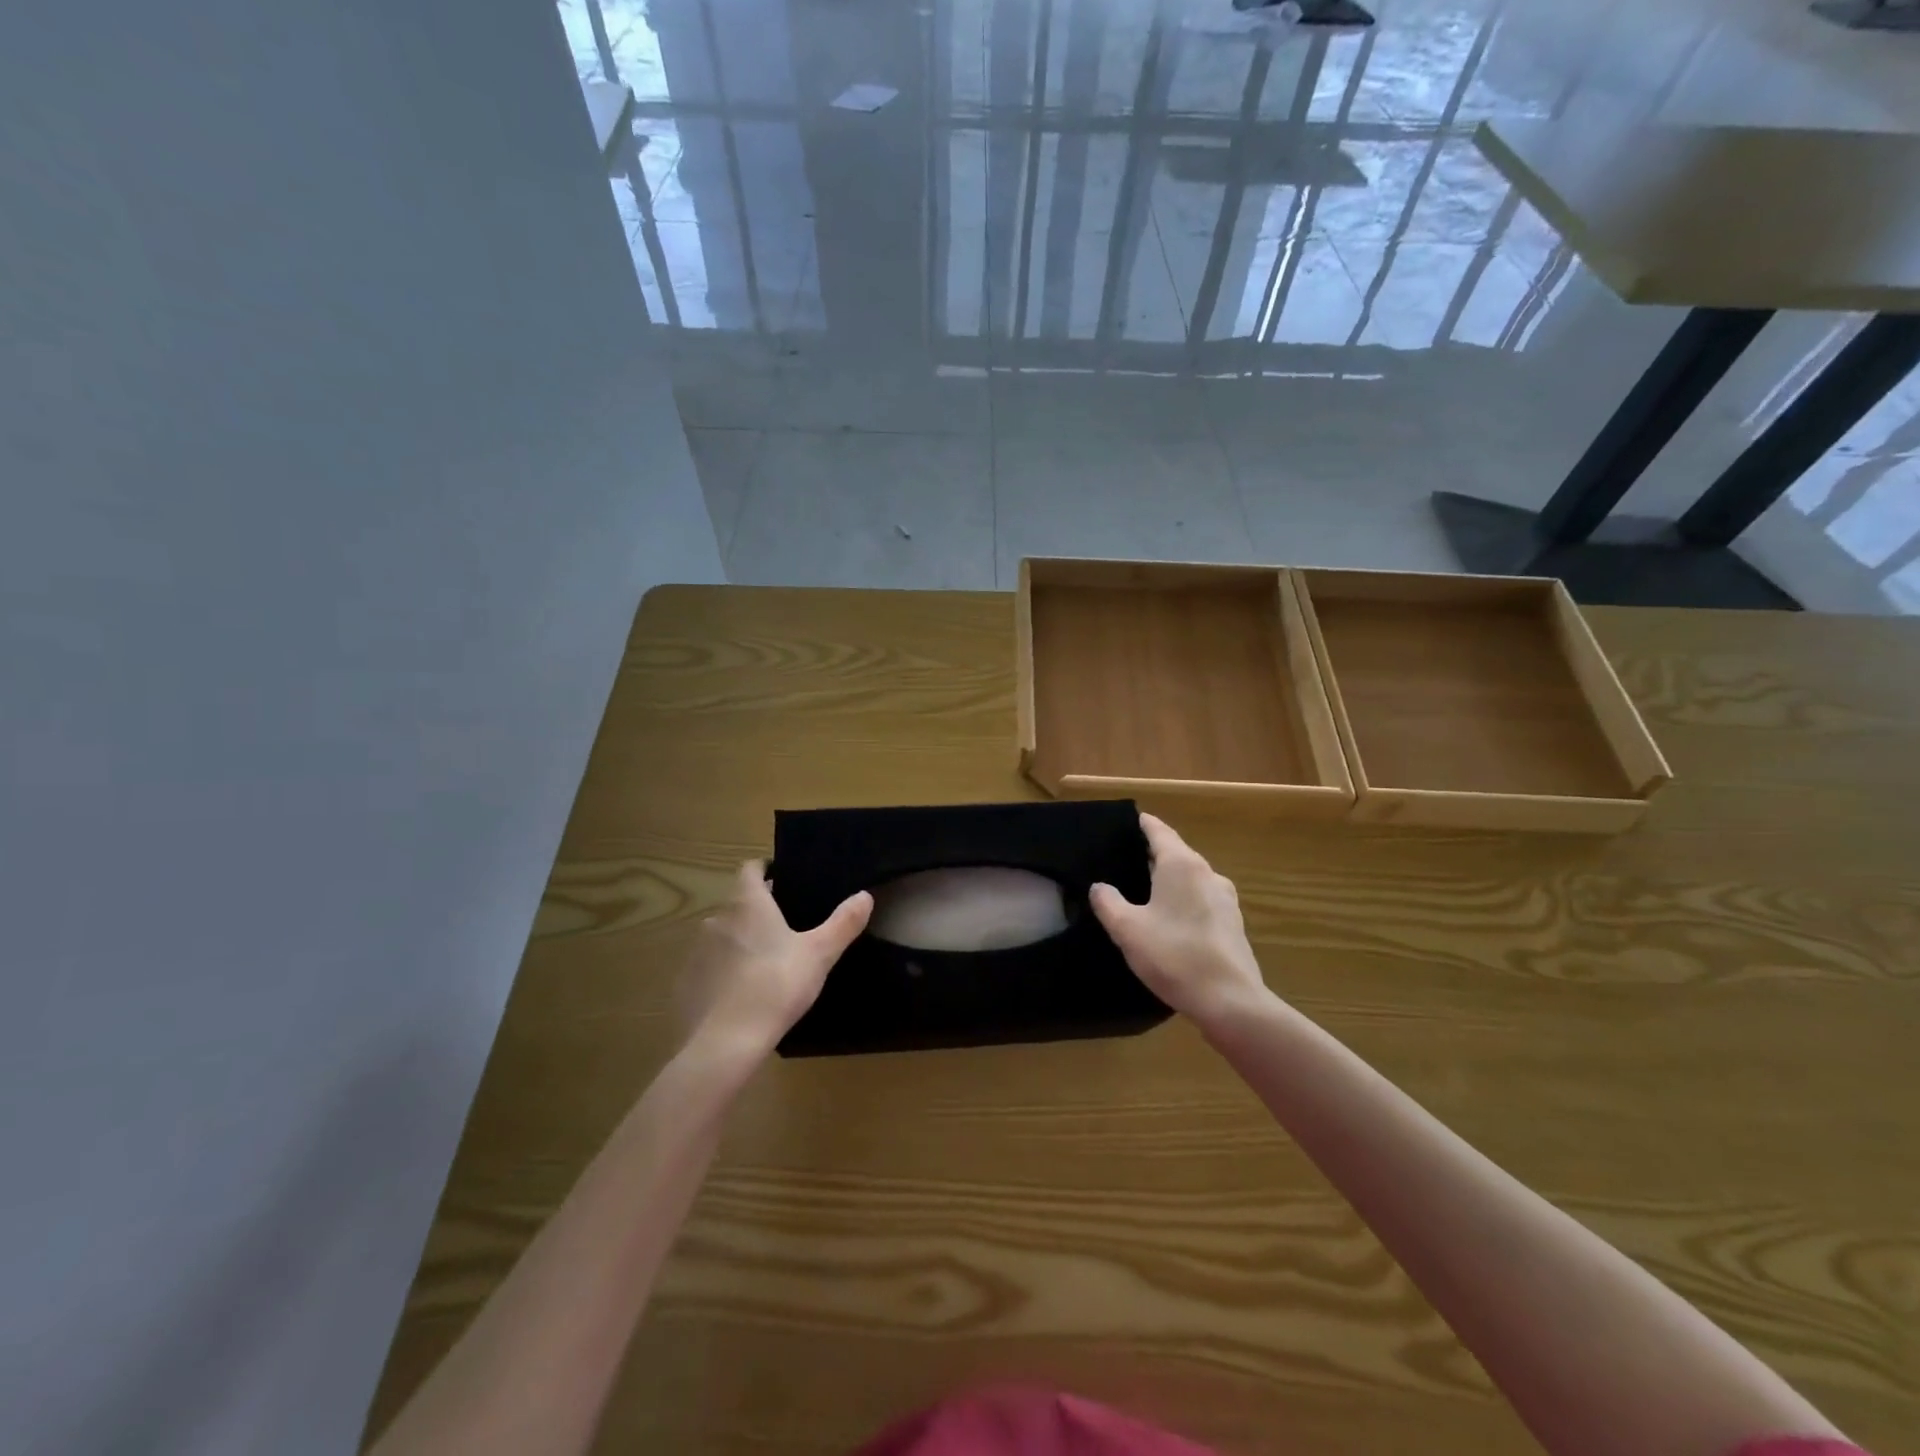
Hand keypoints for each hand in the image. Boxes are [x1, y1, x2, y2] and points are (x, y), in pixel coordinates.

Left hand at [678, 862, 871, 1055]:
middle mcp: (717, 918)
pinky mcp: (687, 981)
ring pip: (722, 934)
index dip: (763, 868)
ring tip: (764, 961)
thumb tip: (865, 896)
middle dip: (757, 909)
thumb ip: (843, 923)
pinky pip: (708, 966)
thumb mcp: (820, 953)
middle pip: (737, 903)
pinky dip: (723, 971)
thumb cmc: (777, 985)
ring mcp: (697, 951)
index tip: (781, 876)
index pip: (749, 868)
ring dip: (740, 940)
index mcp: (748, 903)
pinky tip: (741, 992)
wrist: (726, 1042)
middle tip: (784, 927)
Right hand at [1090, 813, 1271, 1033]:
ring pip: (1191, 878)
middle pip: (1176, 853)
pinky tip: (1170, 920)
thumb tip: (1099, 887)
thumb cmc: (1174, 955)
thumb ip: (1108, 903)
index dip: (1142, 824)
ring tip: (1144, 891)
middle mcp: (1207, 873)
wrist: (1230, 1001)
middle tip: (1124, 860)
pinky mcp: (1233, 924)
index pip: (1159, 831)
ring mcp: (1225, 899)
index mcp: (1182, 865)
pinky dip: (1184, 900)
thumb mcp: (1127, 929)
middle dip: (1152, 854)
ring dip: (1169, 880)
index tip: (1127, 821)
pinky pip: (1202, 900)